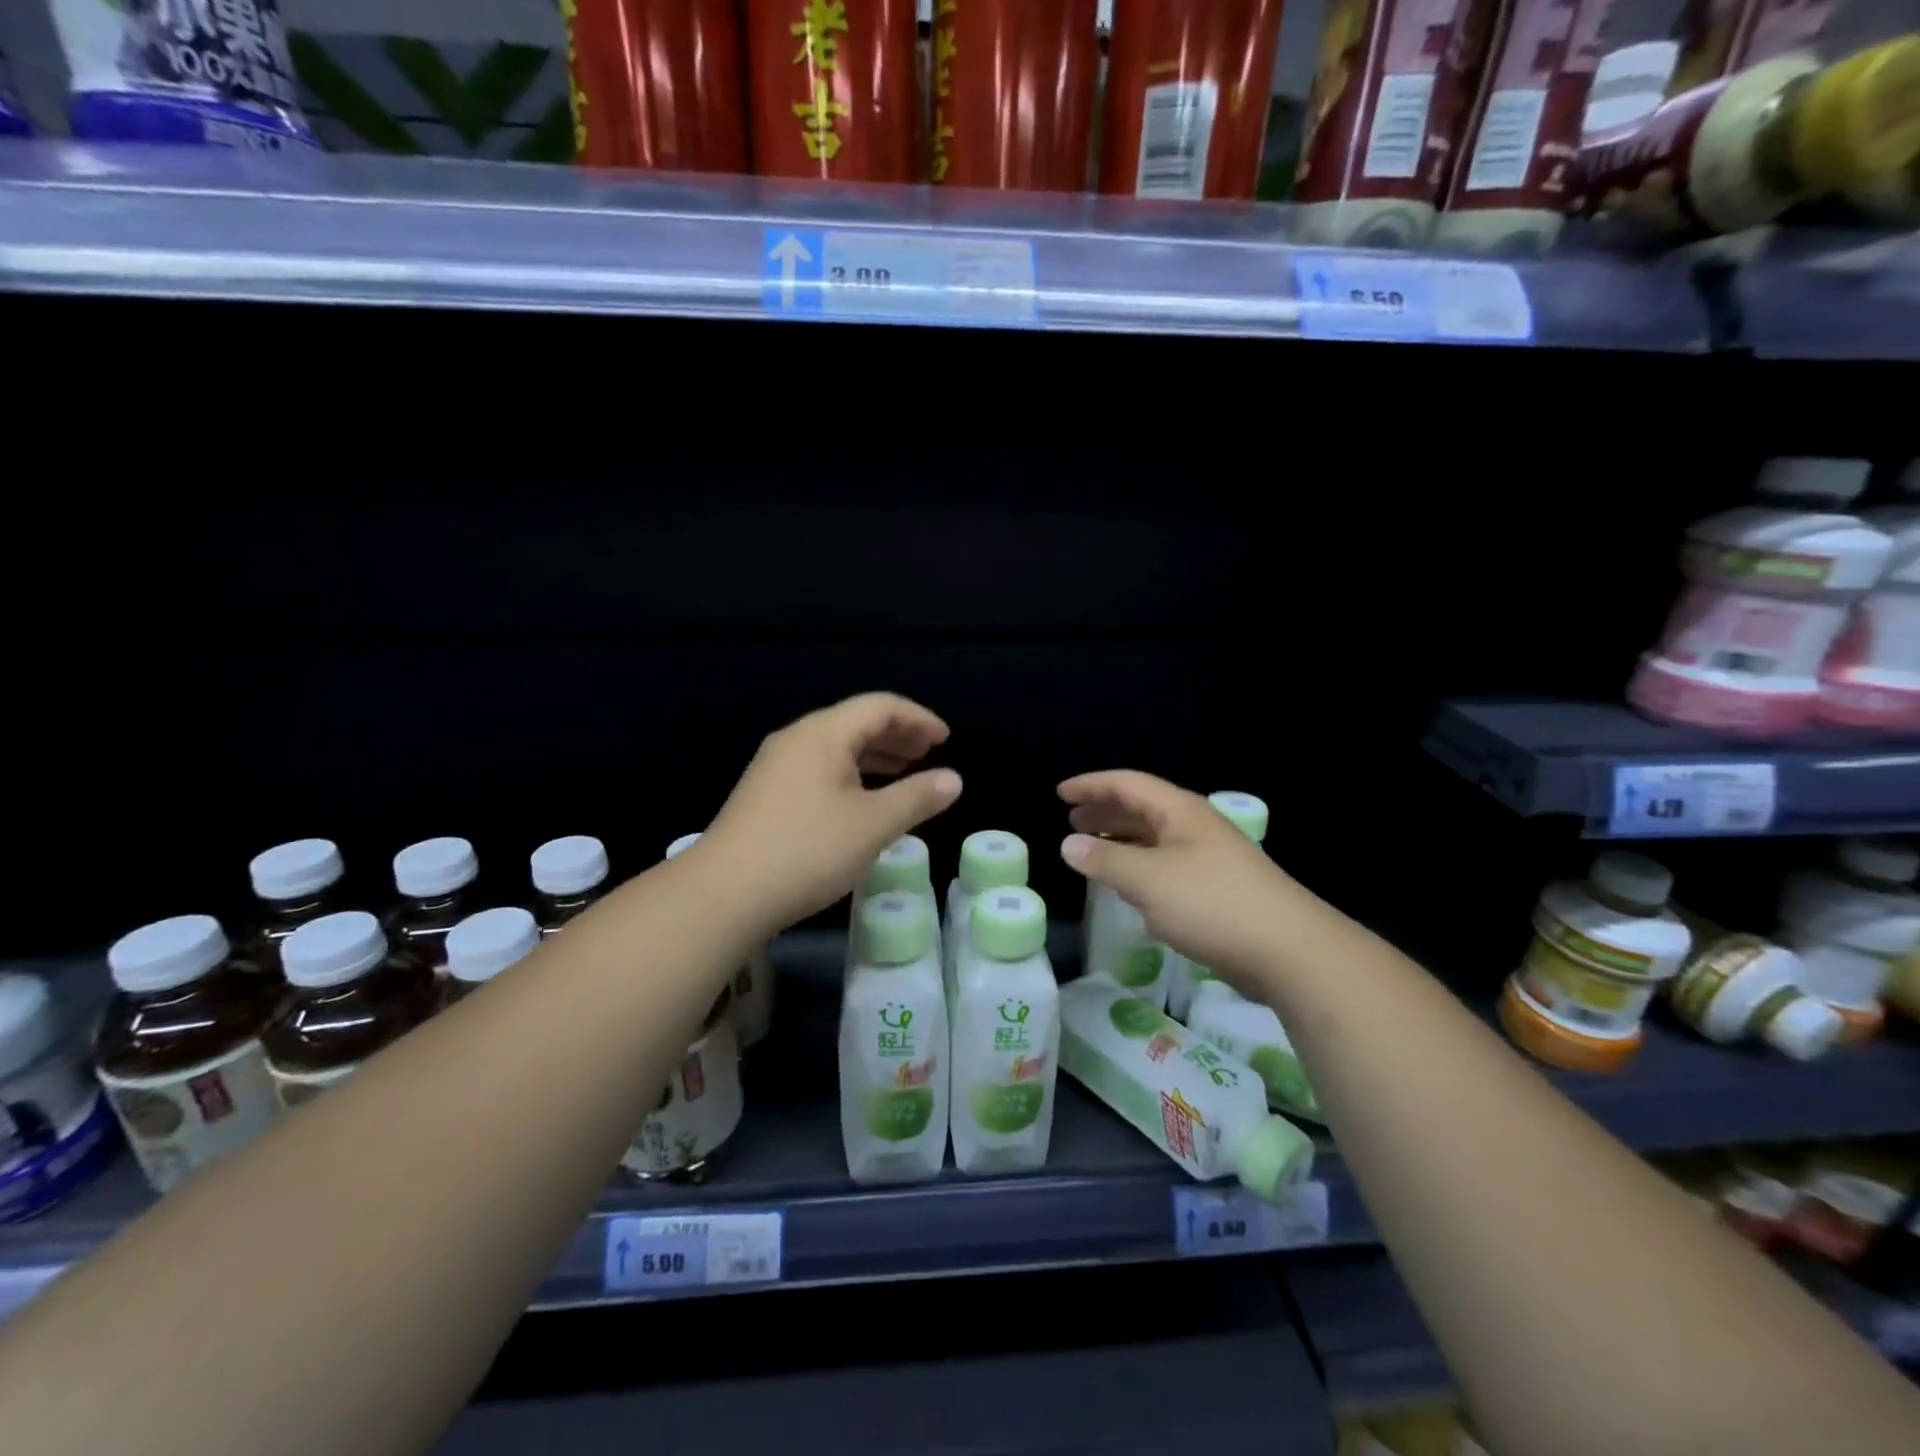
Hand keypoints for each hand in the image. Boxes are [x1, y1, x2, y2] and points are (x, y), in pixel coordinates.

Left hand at [704, 693, 962, 932]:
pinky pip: (820, 768)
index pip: (880, 706)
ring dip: (875, 755)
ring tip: (905, 772)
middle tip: (930, 752)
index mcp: (823, 734)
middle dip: (898, 734)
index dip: (918, 718)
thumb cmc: (807, 851)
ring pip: (836, 747)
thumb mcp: (873, 825)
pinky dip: (852, 774)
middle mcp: (797, 739)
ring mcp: (776, 766)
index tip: (946, 739)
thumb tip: (953, 779)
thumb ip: (917, 798)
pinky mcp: (766, 794)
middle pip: (856, 722)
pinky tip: (863, 800)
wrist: (723, 894)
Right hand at [1059, 770, 1301, 979]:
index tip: (1060, 793)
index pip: (1129, 784)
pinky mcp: (1217, 890)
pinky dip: (1139, 869)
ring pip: (1155, 839)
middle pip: (1142, 808)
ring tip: (1092, 850)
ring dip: (1121, 841)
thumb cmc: (1212, 904)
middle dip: (1105, 811)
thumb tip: (1068, 844)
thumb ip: (1105, 861)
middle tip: (1072, 821)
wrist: (1289, 951)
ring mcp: (1209, 858)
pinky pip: (1166, 867)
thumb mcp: (1148, 880)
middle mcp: (1195, 827)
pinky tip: (1128, 887)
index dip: (1092, 785)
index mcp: (1180, 812)